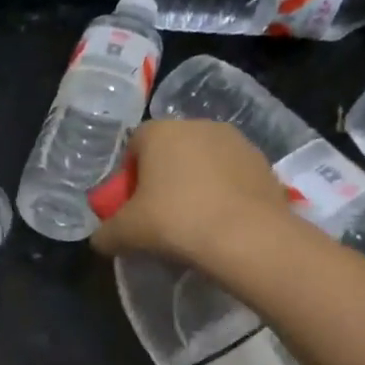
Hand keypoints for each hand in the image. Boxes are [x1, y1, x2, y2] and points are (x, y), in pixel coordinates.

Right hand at [90, 119, 293, 265]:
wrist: (247, 237)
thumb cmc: (174, 222)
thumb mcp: (125, 234)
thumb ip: (105, 233)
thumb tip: (100, 239)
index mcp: (160, 132)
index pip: (134, 143)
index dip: (128, 174)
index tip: (131, 203)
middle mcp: (198, 125)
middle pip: (170, 149)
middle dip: (162, 176)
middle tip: (159, 213)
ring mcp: (236, 141)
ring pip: (203, 161)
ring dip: (195, 183)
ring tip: (193, 220)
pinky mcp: (263, 163)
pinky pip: (231, 175)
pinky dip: (222, 192)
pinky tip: (220, 221)